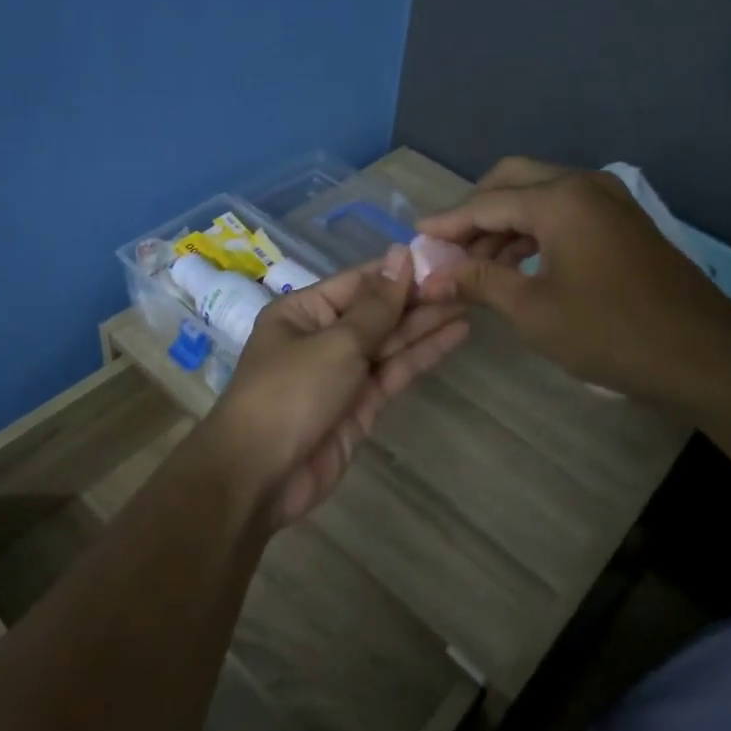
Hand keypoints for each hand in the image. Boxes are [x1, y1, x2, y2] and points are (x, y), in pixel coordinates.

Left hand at [204, 247, 467, 525]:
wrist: (261, 475)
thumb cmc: (291, 392)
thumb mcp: (336, 342)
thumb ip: (377, 305)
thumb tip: (400, 254)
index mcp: (303, 312)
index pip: (358, 282)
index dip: (398, 271)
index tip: (441, 257)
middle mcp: (322, 337)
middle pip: (376, 311)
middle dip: (417, 297)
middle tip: (466, 280)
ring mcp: (343, 373)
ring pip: (390, 341)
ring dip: (426, 323)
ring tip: (469, 301)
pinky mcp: (361, 405)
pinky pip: (394, 371)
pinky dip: (422, 354)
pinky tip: (454, 335)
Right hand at [415, 157, 730, 403]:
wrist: (702, 353)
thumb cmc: (609, 331)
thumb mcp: (532, 310)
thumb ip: (477, 282)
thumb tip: (429, 277)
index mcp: (559, 199)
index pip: (486, 202)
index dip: (447, 223)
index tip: (415, 238)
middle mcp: (583, 184)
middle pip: (511, 181)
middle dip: (475, 211)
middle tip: (449, 247)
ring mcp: (608, 199)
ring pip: (539, 195)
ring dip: (504, 223)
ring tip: (476, 264)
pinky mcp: (622, 220)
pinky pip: (564, 211)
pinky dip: (534, 230)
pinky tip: (517, 264)